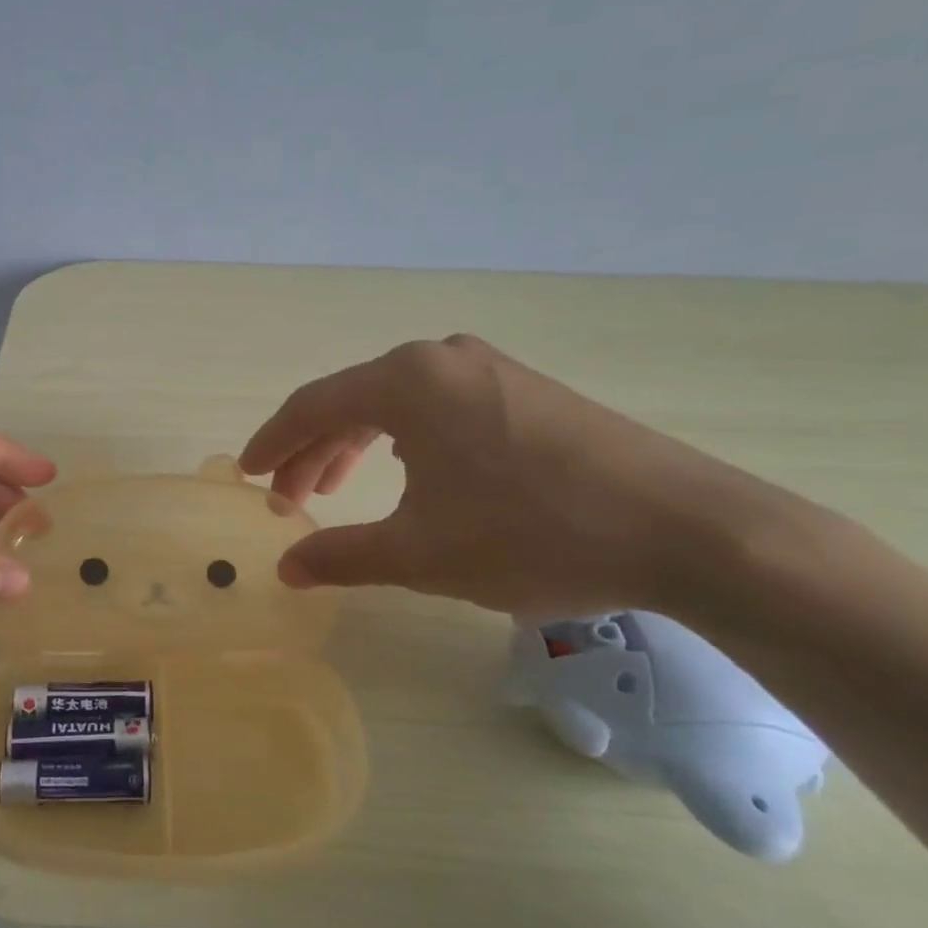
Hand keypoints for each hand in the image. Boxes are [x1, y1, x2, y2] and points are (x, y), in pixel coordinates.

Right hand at [238, 336, 773, 618]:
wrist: (683, 529)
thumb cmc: (532, 534)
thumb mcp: (421, 554)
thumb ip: (342, 556)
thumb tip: (286, 569)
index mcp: (406, 381)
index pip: (312, 406)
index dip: (271, 444)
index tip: (245, 475)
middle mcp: (442, 358)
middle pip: (350, 400)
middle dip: (311, 452)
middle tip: (289, 501)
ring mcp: (490, 369)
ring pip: (395, 404)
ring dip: (355, 446)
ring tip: (335, 491)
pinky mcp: (526, 390)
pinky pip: (437, 406)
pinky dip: (402, 439)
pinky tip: (406, 472)